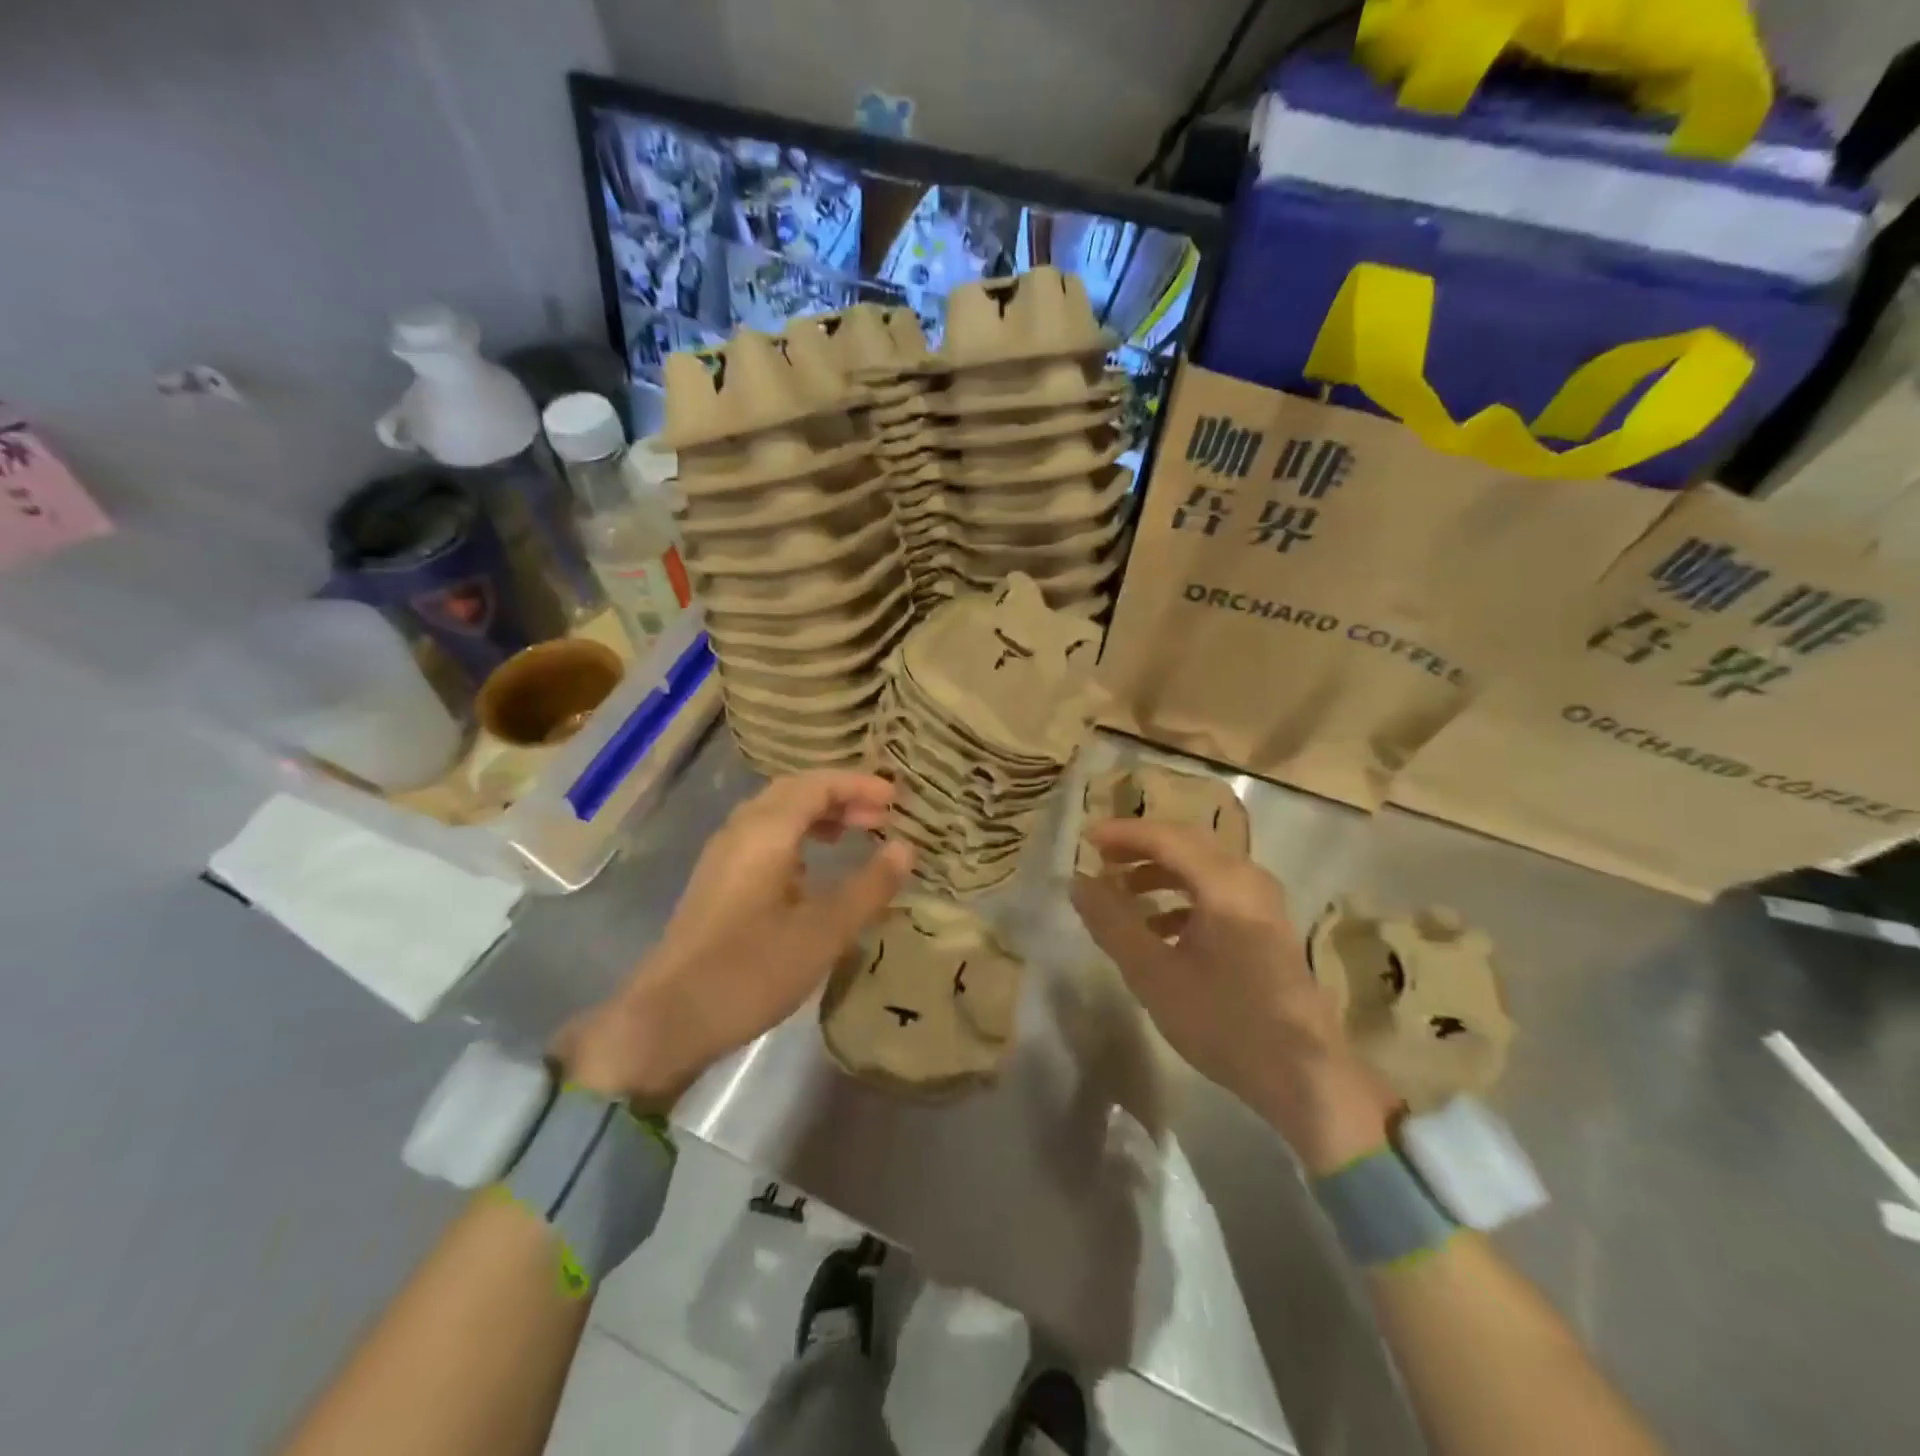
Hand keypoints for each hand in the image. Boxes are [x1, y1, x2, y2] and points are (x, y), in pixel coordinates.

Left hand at [561, 772, 913, 1105]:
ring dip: (818, 815)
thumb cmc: (751, 970)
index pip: (817, 784)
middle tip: (880, 817)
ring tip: (853, 834)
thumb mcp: (824, 932)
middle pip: (795, 791)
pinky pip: (764, 838)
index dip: (860, 785)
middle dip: (841, 796)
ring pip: (776, 814)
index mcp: (766, 831)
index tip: (896, 800)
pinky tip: (812, 869)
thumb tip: (905, 848)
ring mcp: (723, 856)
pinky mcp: (717, 882)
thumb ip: (869, 887)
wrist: (668, 1019)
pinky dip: (797, 837)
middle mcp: (741, 831)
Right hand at [1071, 817, 1395, 1170]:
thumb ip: (1112, 923)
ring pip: (1202, 868)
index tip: (1085, 840)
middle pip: (1186, 844)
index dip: (1122, 834)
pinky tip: (1159, 929)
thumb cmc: (1223, 1021)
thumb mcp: (1154, 973)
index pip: (1165, 837)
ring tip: (1122, 893)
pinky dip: (1182, 898)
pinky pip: (1217, 893)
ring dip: (1159, 873)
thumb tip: (1078, 882)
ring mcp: (1262, 903)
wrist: (1303, 1076)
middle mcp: (1248, 879)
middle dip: (1140, 848)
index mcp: (1225, 882)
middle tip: (1101, 858)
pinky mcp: (1266, 927)